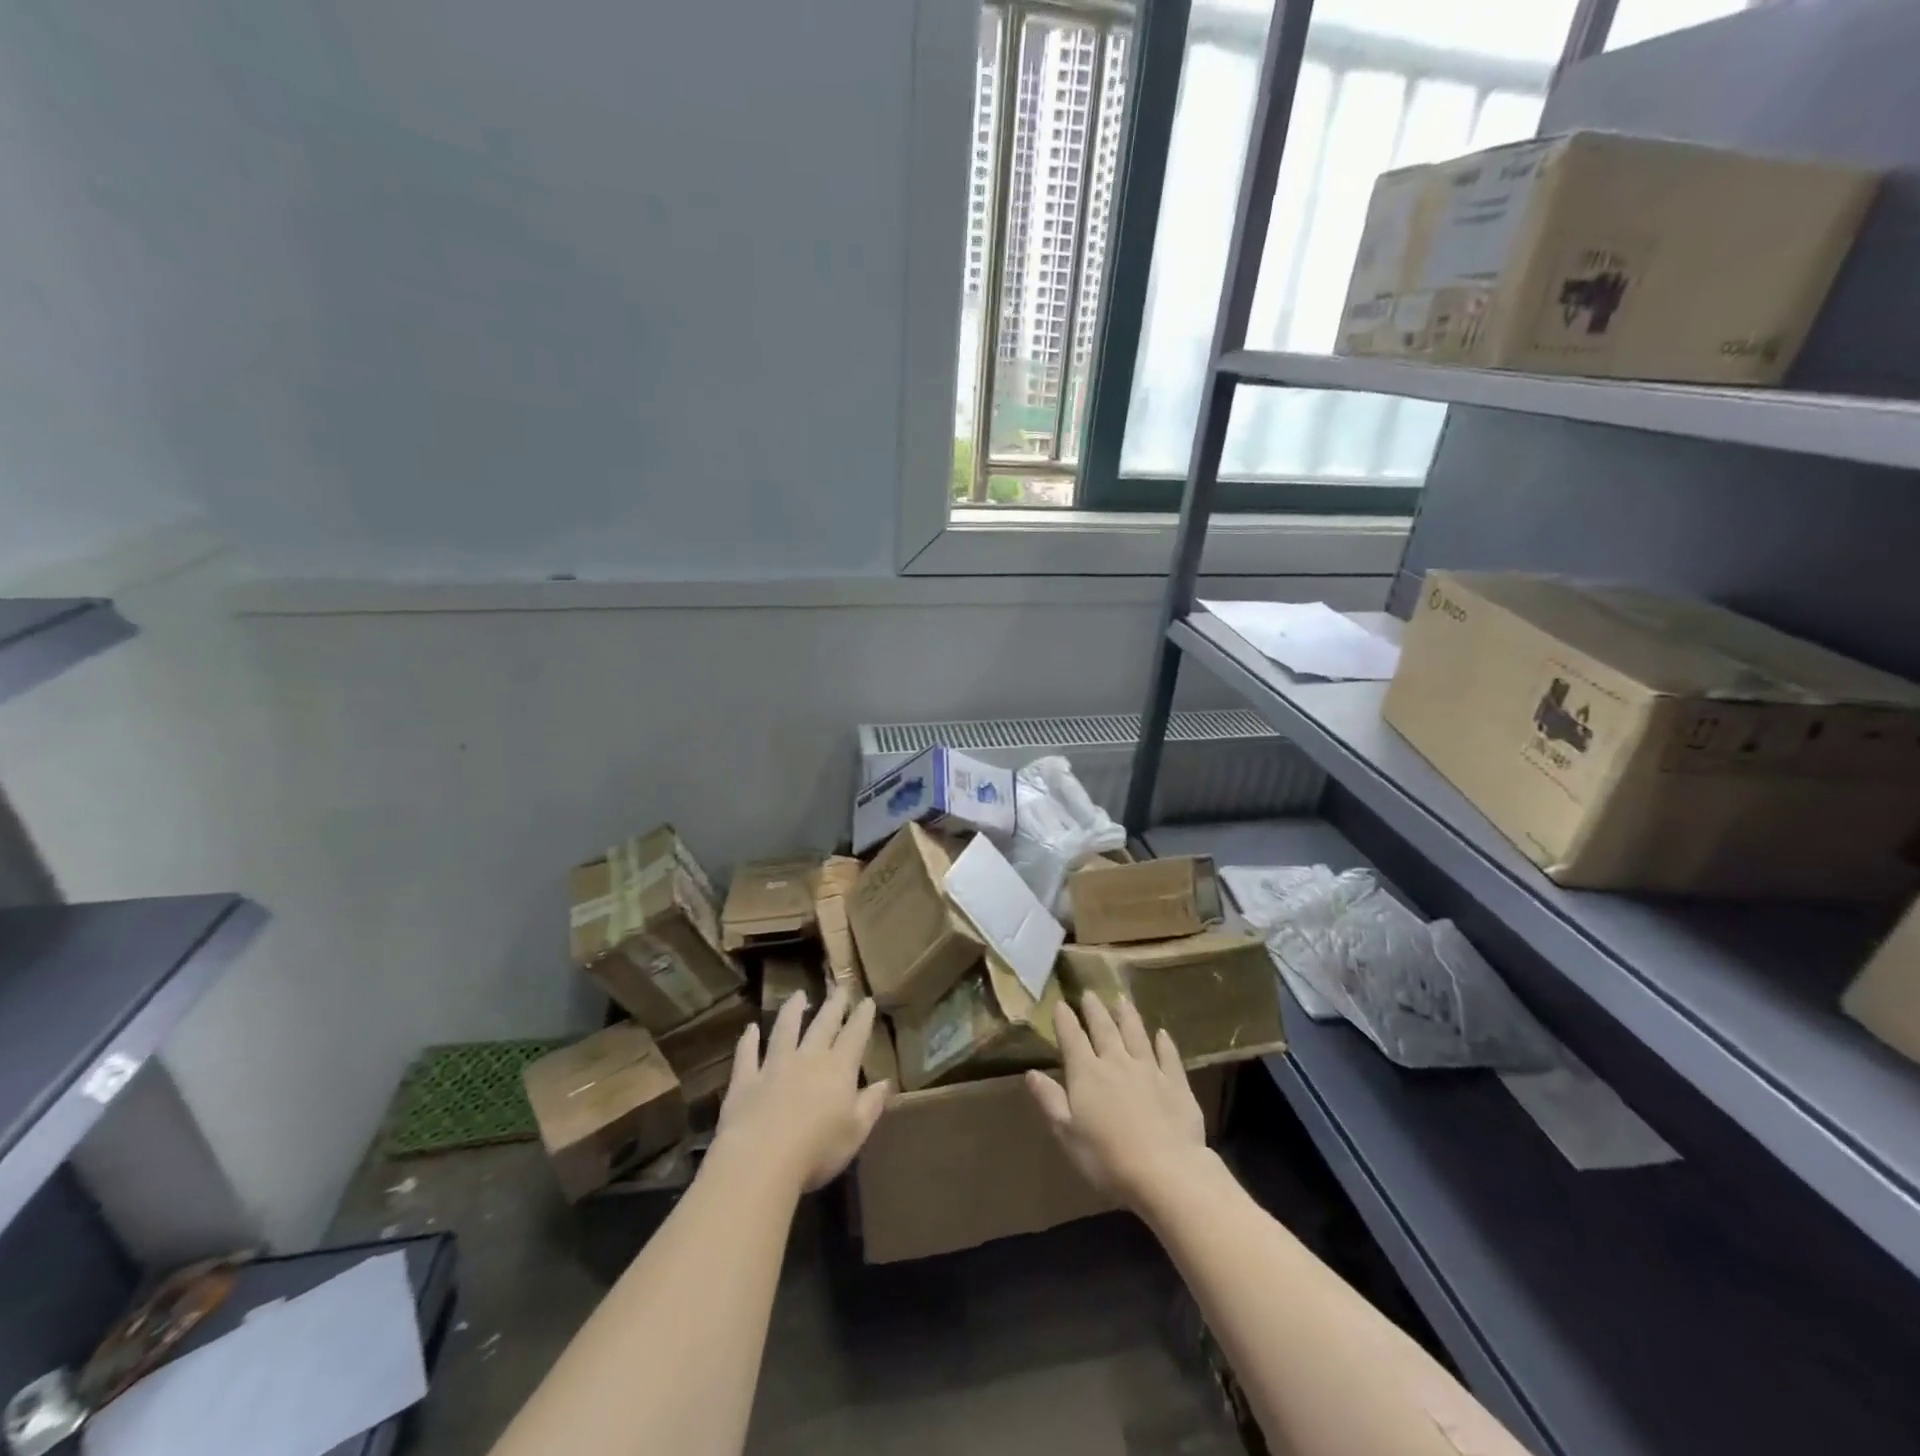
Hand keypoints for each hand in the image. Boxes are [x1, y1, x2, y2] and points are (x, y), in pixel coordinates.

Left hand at [715, 986, 890, 1191]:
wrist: (761, 1159)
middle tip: (839, 987)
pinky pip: (747, 1054)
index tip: (867, 1000)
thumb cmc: (817, 1150)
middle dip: (833, 1005)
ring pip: (785, 1030)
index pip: (854, 1036)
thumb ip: (871, 1104)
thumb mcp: (856, 1131)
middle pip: (823, 1025)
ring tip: (798, 994)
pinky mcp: (745, 1080)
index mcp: (838, 1069)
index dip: (862, 1017)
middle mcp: (808, 1058)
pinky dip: (748, 1041)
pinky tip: (750, 1029)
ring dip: (792, 1011)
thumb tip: (886, 1082)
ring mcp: (774, 1066)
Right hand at [1026, 993, 1209, 1206]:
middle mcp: (1117, 1062)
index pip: (1072, 1038)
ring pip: (1136, 1034)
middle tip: (1090, 993)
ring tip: (1122, 999)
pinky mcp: (1176, 1083)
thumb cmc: (1107, 1158)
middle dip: (1094, 1010)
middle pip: (1104, 1029)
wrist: (1166, 1171)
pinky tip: (1163, 1033)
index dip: (1065, 1020)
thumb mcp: (1067, 1133)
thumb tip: (1031, 1072)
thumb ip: (1050, 1100)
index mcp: (1087, 1073)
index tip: (1060, 1003)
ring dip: (1128, 1016)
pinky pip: (1168, 1056)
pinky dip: (1165, 1043)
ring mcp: (1149, 1069)